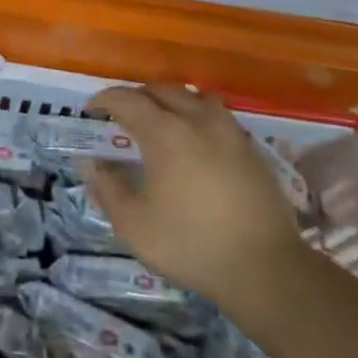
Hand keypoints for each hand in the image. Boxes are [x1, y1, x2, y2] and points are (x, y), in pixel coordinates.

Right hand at [83, 84, 306, 322]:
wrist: (265, 268)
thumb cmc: (191, 244)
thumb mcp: (134, 225)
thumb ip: (107, 189)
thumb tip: (91, 164)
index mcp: (165, 132)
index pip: (127, 99)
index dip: (105, 100)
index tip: (92, 110)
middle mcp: (198, 120)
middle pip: (162, 89)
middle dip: (137, 96)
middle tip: (122, 115)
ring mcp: (230, 132)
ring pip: (195, 96)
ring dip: (172, 100)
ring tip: (162, 121)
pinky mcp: (251, 149)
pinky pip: (218, 116)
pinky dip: (198, 117)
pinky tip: (196, 143)